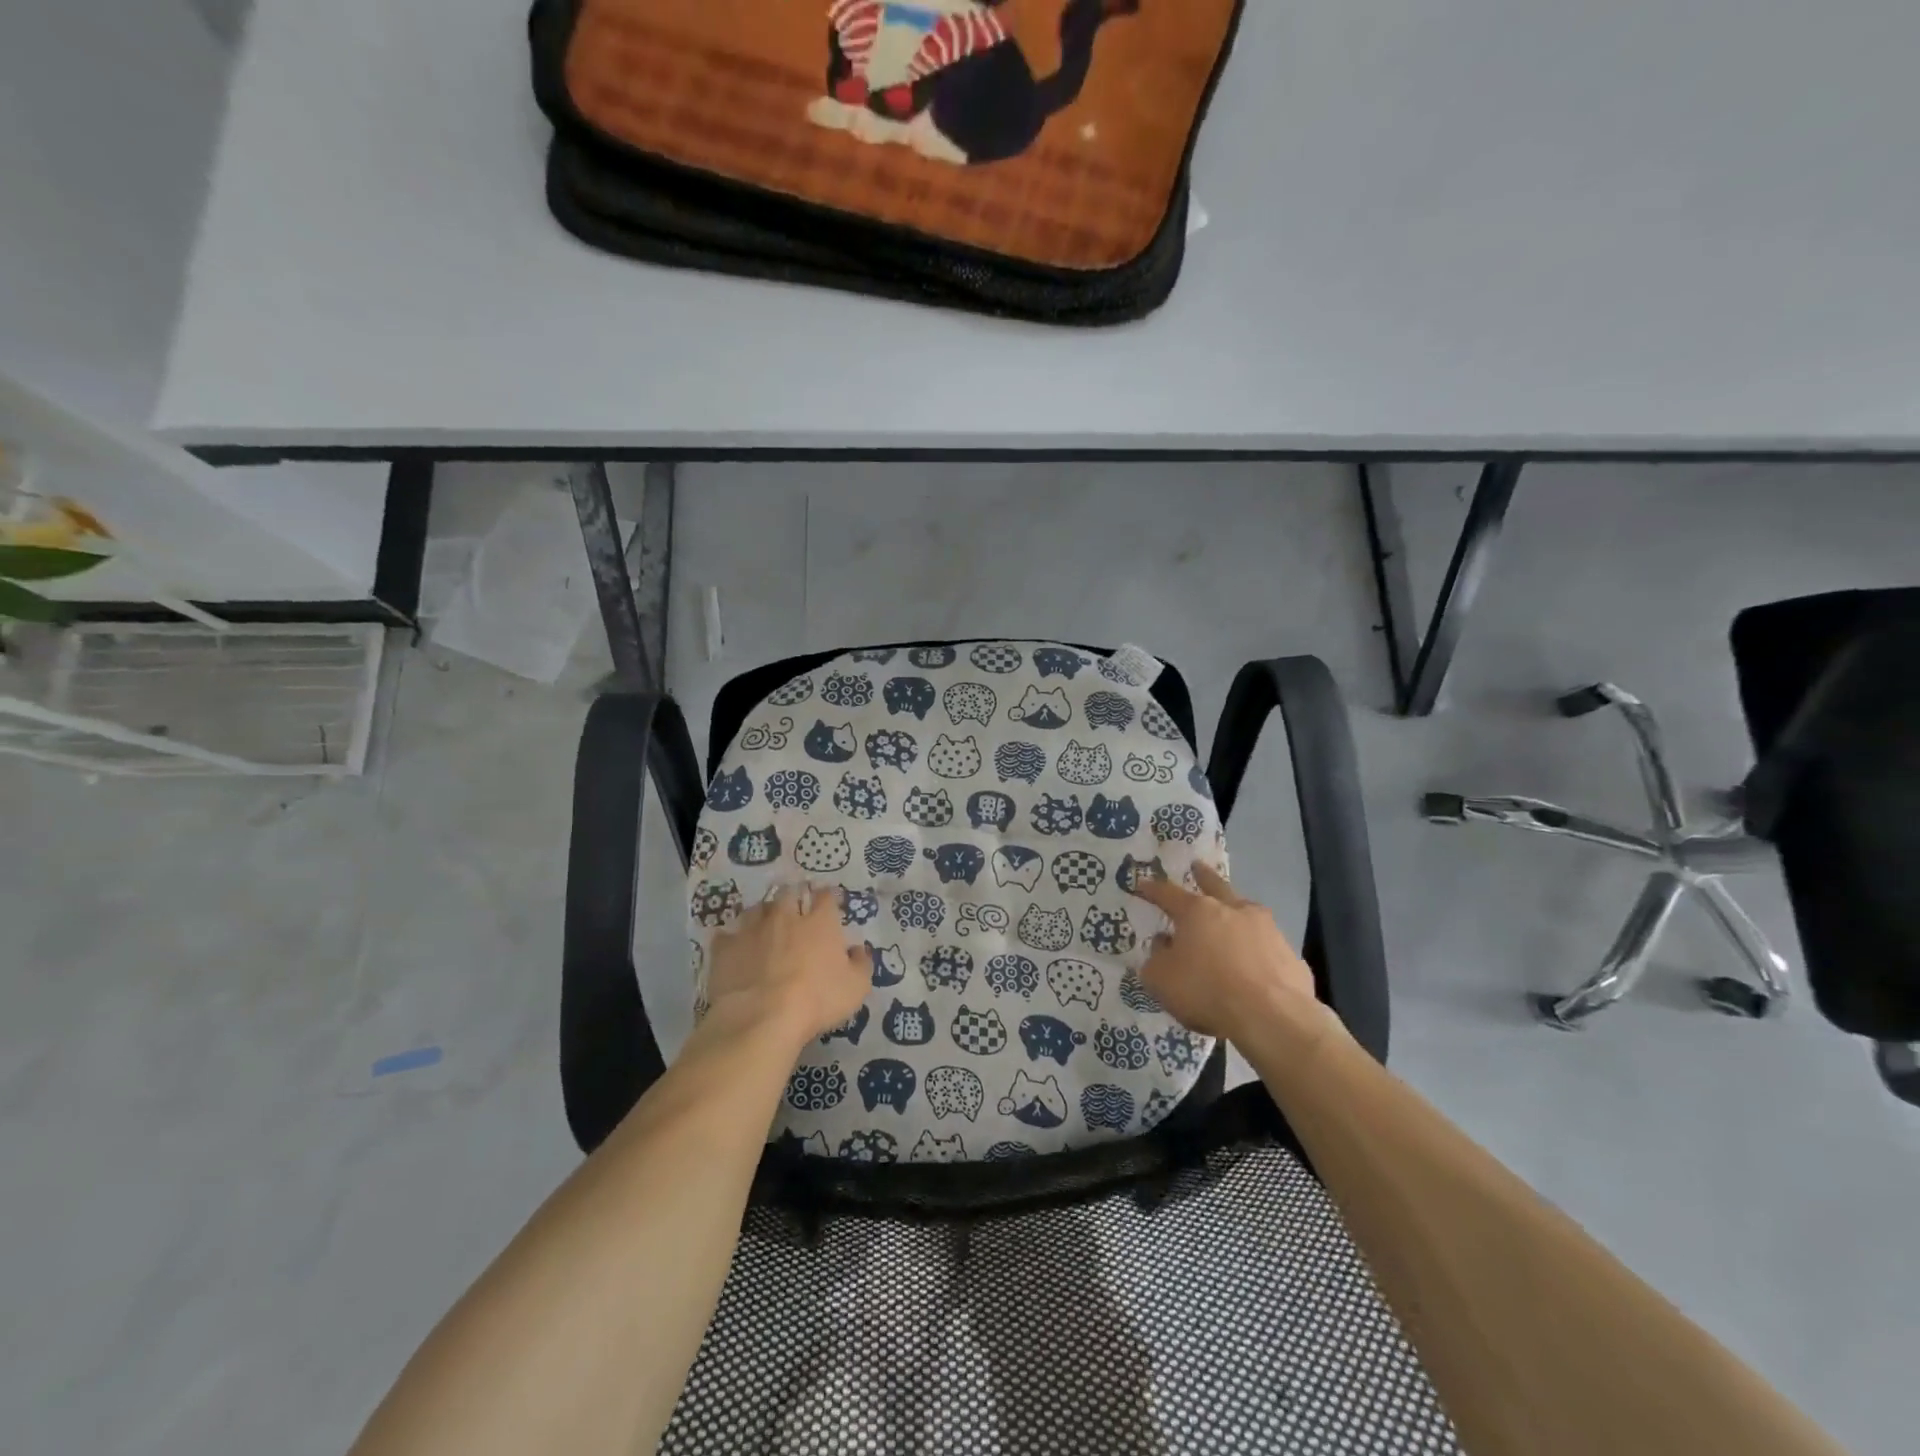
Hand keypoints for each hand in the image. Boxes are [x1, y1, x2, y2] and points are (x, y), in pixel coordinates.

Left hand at [703, 886, 869, 1050]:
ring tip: (764, 925)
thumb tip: (858, 950)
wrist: (762, 1018)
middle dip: (793, 897)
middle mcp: (785, 916)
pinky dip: (732, 939)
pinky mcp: (725, 948)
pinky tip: (736, 949)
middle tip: (795, 908)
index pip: (826, 896)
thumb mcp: (856, 988)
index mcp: (819, 922)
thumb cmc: (817, 1000)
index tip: (829, 903)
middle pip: (788, 893)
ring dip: (762, 914)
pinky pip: (727, 935)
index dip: (828, 897)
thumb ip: (861, 964)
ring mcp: (752, 929)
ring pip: (756, 909)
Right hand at [1129, 865, 1321, 1039]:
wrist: (1273, 1017)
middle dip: (1203, 876)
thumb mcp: (1161, 979)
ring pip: (1246, 912)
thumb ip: (1156, 958)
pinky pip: (1266, 946)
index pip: (1168, 893)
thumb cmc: (1207, 991)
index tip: (1142, 883)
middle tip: (1197, 865)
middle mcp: (1233, 910)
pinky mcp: (1290, 955)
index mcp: (1197, 912)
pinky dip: (1257, 949)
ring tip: (1230, 915)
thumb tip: (1163, 944)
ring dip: (1235, 911)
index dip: (1152, 889)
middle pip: (1215, 886)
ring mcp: (1267, 930)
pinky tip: (1255, 963)